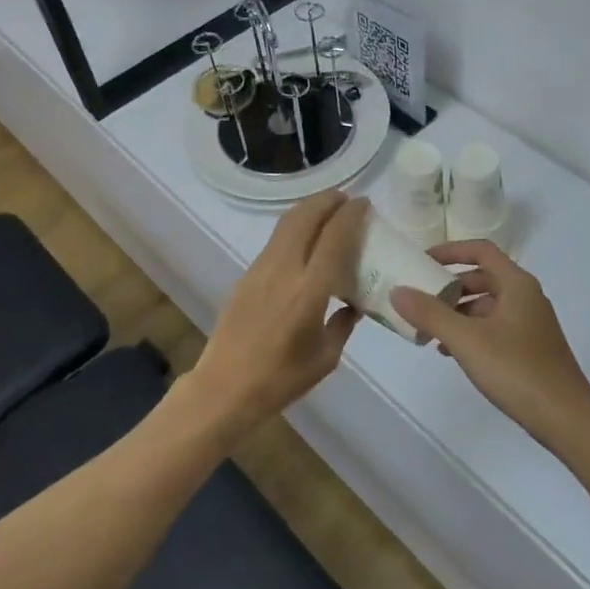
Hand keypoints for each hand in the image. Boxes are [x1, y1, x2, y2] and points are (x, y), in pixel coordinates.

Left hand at [186, 190, 368, 434]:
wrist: (224, 388)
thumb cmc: (281, 379)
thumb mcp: (325, 357)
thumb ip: (343, 323)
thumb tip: (354, 304)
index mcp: (309, 290)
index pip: (334, 237)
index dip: (351, 215)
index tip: (365, 203)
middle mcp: (284, 269)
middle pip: (306, 216)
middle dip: (328, 201)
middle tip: (347, 200)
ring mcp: (261, 269)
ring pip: (286, 223)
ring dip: (309, 210)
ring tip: (328, 212)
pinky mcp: (247, 275)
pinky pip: (276, 240)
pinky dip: (295, 228)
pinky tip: (305, 242)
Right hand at [390, 241, 589, 451]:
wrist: (567, 419)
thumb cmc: (517, 370)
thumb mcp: (467, 340)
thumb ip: (430, 314)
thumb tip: (397, 290)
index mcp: (517, 284)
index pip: (481, 251)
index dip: (450, 251)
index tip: (421, 261)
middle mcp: (526, 297)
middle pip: (482, 278)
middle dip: (448, 287)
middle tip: (419, 301)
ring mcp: (530, 323)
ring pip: (486, 306)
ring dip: (457, 313)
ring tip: (428, 332)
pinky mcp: (530, 348)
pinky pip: (493, 327)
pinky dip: (470, 332)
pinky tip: (450, 352)